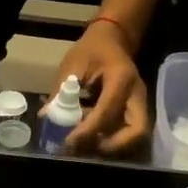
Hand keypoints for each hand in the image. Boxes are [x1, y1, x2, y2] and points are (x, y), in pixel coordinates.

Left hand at [46, 21, 149, 154]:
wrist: (113, 39)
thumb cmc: (92, 49)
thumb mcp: (73, 65)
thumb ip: (61, 91)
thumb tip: (47, 116)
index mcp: (121, 78)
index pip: (108, 111)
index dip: (89, 130)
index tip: (69, 142)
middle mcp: (137, 93)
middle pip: (138, 130)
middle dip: (114, 145)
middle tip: (87, 148)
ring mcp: (140, 102)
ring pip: (136, 134)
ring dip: (113, 144)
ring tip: (86, 144)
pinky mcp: (136, 109)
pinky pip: (129, 130)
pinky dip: (112, 138)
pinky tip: (91, 136)